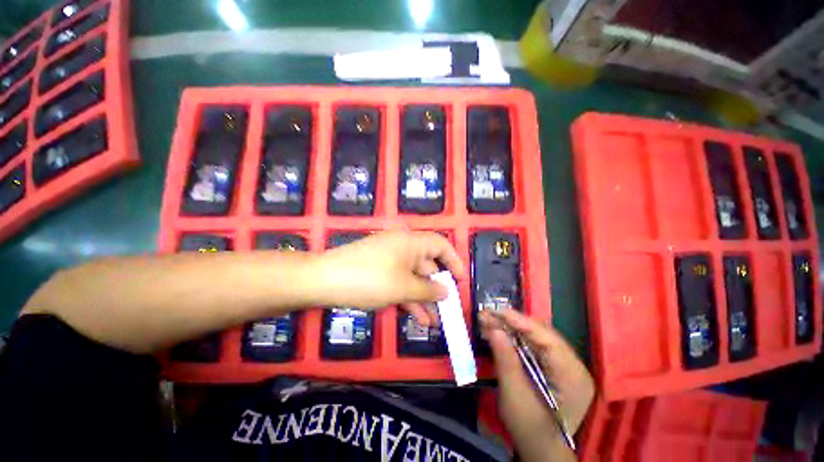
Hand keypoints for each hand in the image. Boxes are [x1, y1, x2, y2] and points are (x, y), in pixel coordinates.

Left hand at [314, 231, 463, 323]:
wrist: (322, 280)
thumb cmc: (369, 279)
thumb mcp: (403, 287)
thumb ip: (428, 290)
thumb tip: (446, 291)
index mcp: (411, 242)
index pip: (441, 244)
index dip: (454, 261)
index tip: (461, 281)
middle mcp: (402, 247)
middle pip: (427, 264)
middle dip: (437, 288)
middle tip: (447, 310)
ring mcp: (389, 260)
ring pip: (413, 278)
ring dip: (423, 298)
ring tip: (434, 323)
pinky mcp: (378, 272)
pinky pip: (399, 283)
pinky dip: (408, 298)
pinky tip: (416, 318)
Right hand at [480, 309, 594, 461]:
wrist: (541, 451)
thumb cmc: (530, 429)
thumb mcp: (515, 396)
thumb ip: (506, 360)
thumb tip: (494, 328)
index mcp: (573, 376)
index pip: (548, 338)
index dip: (521, 322)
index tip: (497, 311)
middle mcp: (574, 366)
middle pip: (543, 334)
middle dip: (513, 323)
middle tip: (489, 315)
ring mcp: (566, 367)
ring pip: (537, 338)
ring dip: (512, 328)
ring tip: (491, 321)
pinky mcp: (556, 368)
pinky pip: (535, 346)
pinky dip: (516, 338)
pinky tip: (501, 334)